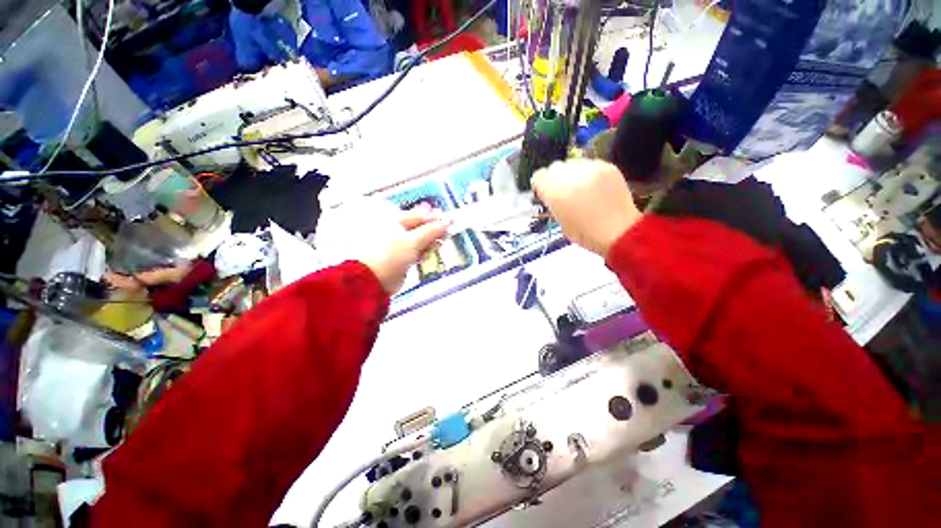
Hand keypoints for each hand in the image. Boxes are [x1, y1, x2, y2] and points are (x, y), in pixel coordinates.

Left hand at [316, 199, 450, 294]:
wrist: (372, 280)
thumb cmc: (388, 255)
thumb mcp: (413, 240)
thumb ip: (431, 230)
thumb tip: (446, 221)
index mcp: (394, 220)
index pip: (418, 216)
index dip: (435, 218)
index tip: (449, 221)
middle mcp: (395, 230)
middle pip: (420, 228)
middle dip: (433, 231)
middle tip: (445, 235)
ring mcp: (397, 245)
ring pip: (419, 241)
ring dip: (429, 243)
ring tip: (437, 245)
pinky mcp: (400, 258)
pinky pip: (415, 252)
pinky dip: (422, 253)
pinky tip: (426, 255)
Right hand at [533, 159, 641, 257]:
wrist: (619, 232)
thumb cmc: (585, 233)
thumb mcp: (560, 221)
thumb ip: (553, 203)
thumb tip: (552, 195)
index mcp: (554, 191)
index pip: (539, 176)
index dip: (541, 185)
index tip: (545, 193)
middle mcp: (569, 175)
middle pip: (555, 167)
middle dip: (556, 178)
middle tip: (563, 191)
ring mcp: (589, 168)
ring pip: (573, 163)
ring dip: (573, 174)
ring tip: (581, 188)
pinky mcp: (606, 166)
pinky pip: (591, 164)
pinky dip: (589, 173)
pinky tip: (595, 187)